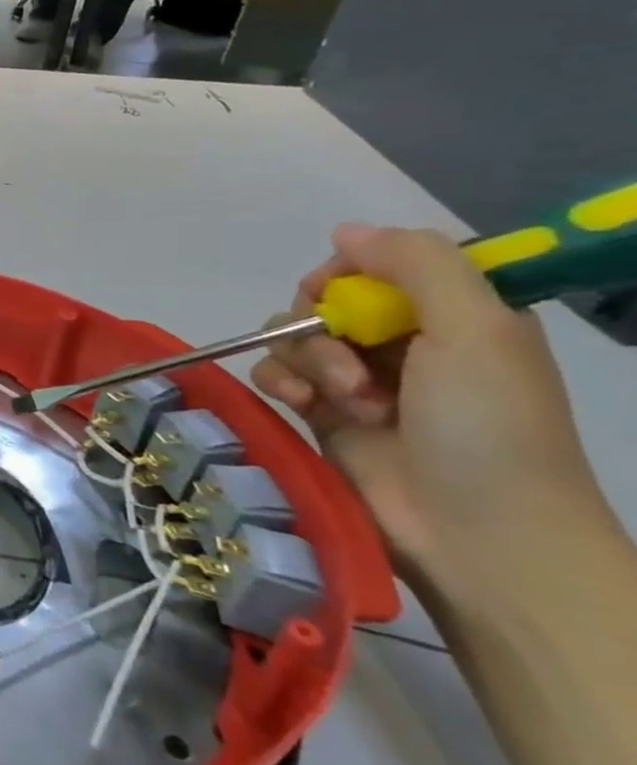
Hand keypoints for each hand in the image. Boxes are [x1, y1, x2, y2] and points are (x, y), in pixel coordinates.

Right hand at [252, 224, 610, 594]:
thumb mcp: (475, 329)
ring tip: (341, 400)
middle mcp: (404, 341)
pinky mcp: (320, 412)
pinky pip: (274, 373)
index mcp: (453, 315)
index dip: (349, 272)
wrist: (476, 533)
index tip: (341, 292)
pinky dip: (279, 381)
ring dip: (307, 360)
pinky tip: (301, 404)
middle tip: (351, 364)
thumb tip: (345, 231)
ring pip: (293, 335)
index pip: (378, 265)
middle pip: (325, 299)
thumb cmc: (489, 427)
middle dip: (323, 324)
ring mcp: (358, 379)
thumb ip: (416, 265)